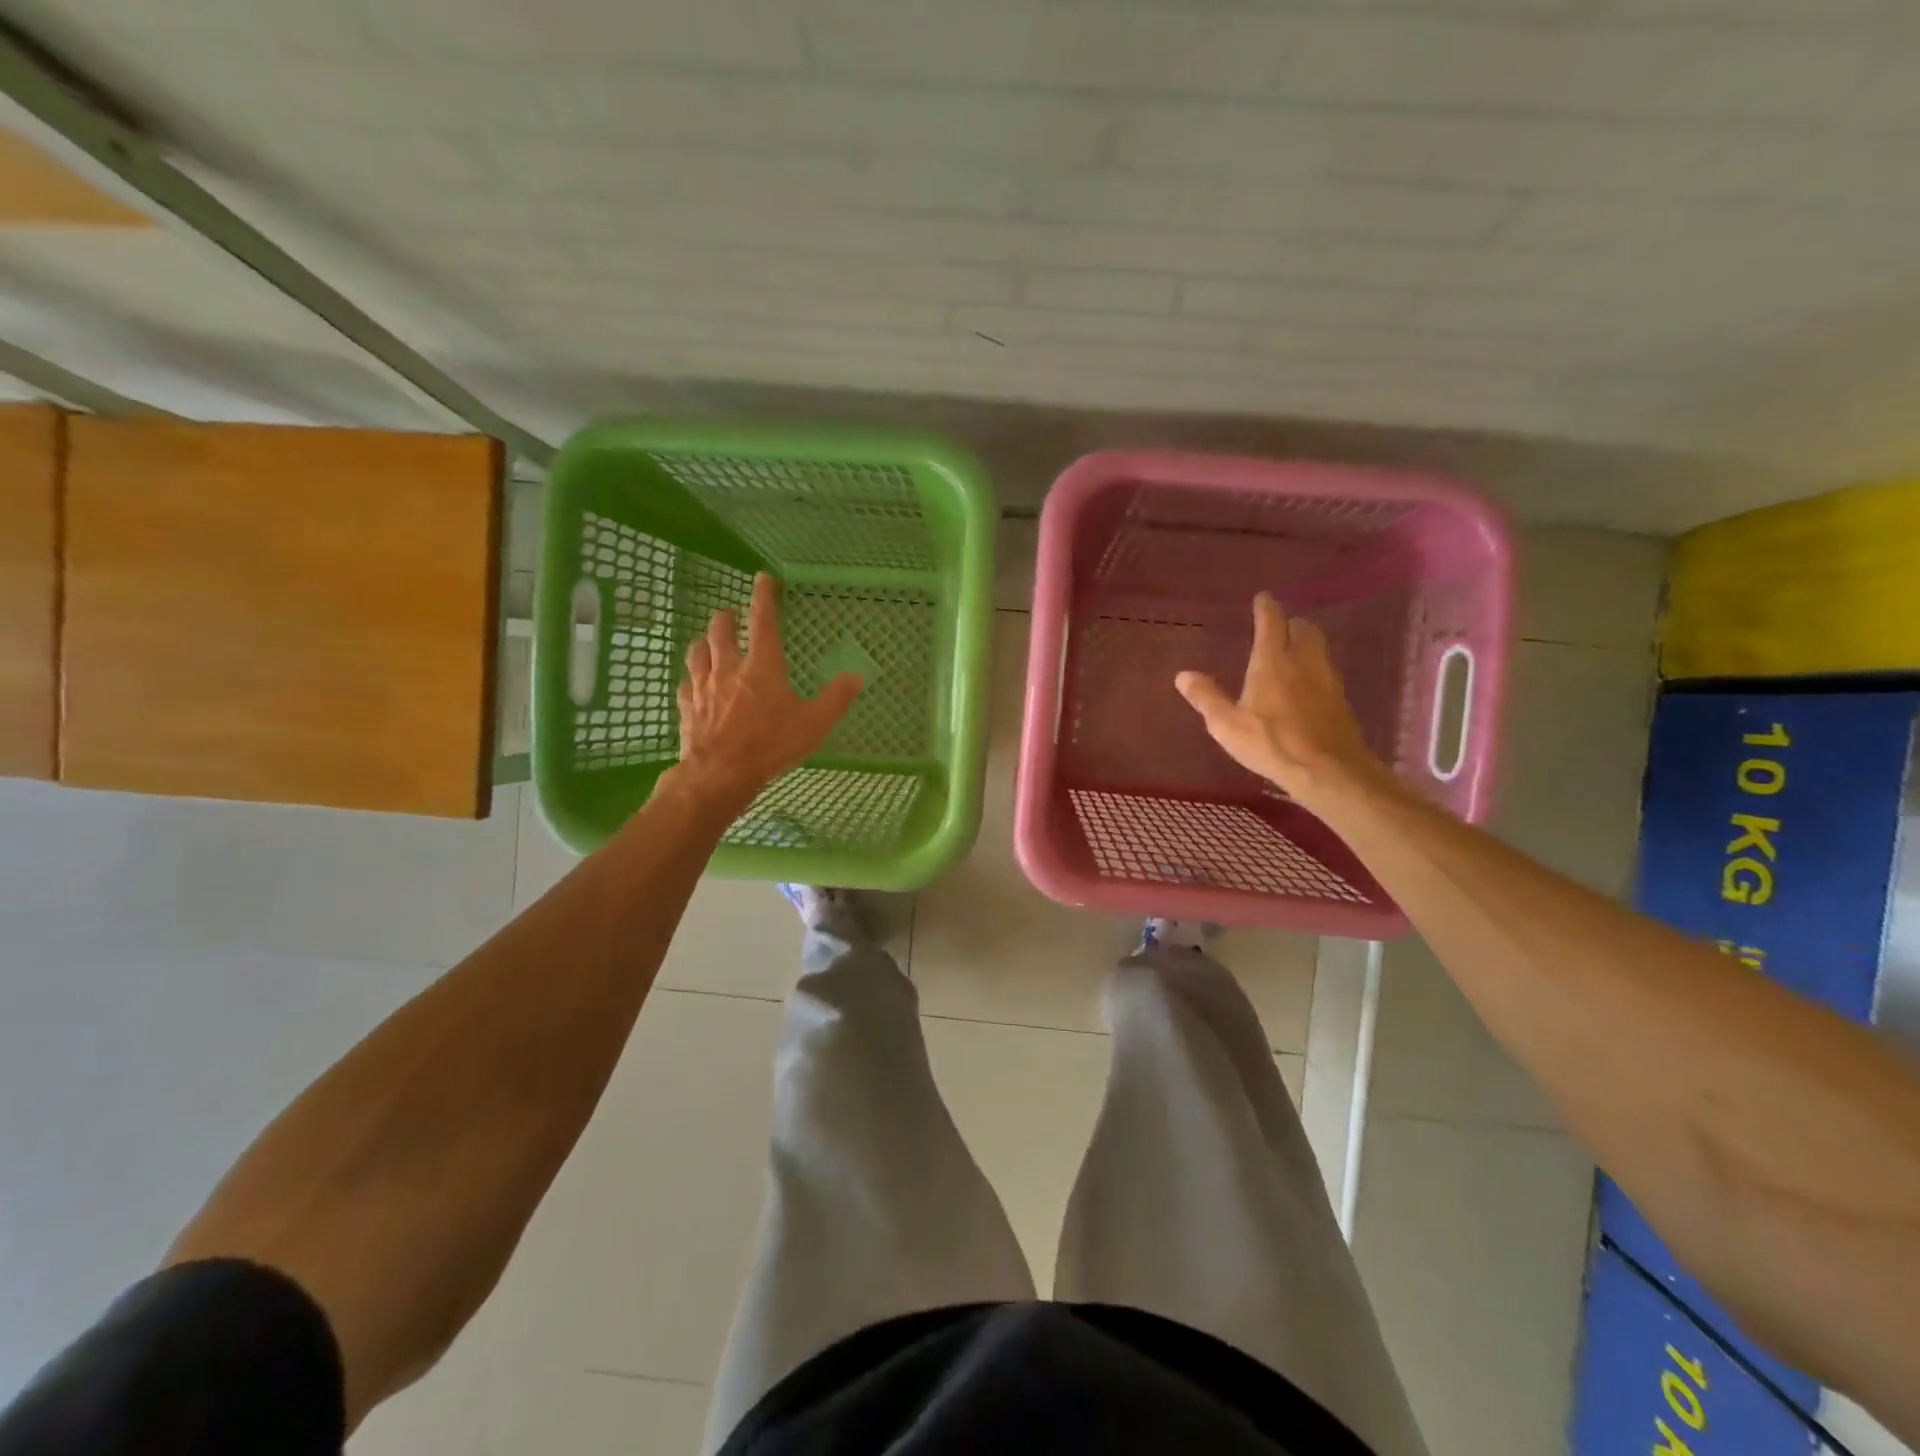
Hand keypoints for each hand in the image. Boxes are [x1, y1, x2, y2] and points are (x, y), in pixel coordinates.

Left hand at [671, 573, 861, 809]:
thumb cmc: (771, 745)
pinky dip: (691, 677)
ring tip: (707, 642)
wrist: (720, 773)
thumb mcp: (814, 724)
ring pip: (696, 651)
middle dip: (725, 618)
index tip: (762, 578)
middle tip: (729, 615)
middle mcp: (729, 668)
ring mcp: (703, 686)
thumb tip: (855, 677)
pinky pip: (685, 683)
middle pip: (720, 630)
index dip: (764, 597)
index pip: (763, 621)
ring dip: (703, 642)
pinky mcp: (687, 706)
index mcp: (762, 666)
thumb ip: (835, 699)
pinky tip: (693, 683)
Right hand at [1175, 592, 1390, 807]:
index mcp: (1272, 661)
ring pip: (1319, 646)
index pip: (1271, 622)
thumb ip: (1206, 698)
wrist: (1328, 769)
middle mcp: (1303, 661)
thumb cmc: (1271, 743)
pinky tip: (1307, 683)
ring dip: (1305, 641)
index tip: (1262, 598)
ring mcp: (1326, 678)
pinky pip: (1327, 669)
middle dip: (1290, 623)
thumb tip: (1183, 675)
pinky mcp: (1340, 698)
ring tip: (1292, 649)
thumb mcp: (1227, 725)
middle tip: (1278, 626)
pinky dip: (1315, 665)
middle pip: (1302, 628)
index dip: (1266, 607)